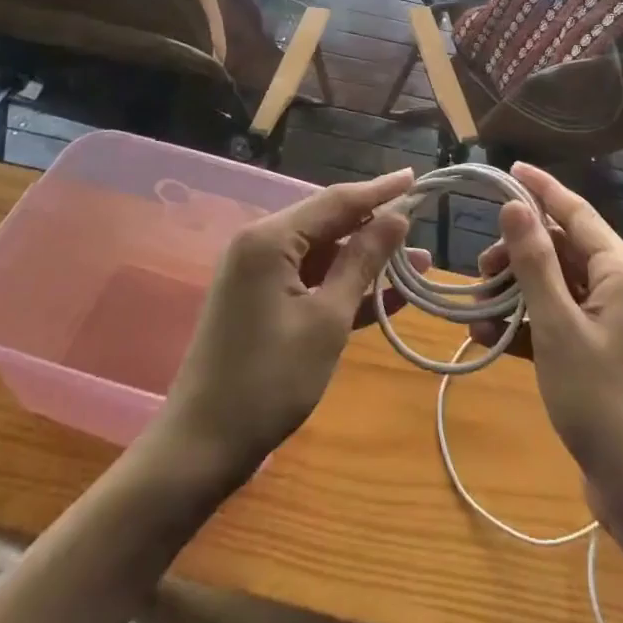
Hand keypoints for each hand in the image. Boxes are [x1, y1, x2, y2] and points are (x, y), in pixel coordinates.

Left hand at [162, 169, 425, 474]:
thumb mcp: (326, 319)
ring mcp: (258, 274)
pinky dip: (342, 286)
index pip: (336, 200)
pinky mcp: (260, 301)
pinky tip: (385, 297)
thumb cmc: (269, 380)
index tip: (415, 176)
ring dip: (365, 261)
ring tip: (416, 265)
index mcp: (270, 238)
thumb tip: (396, 218)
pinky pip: (309, 280)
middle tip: (421, 226)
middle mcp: (260, 244)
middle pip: (328, 223)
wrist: (201, 447)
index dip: (379, 190)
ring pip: (322, 254)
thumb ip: (362, 262)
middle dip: (376, 227)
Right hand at [473, 163, 622, 518]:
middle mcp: (619, 285)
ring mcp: (611, 320)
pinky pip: (557, 319)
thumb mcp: (558, 326)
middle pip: (561, 249)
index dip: (540, 188)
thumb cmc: (602, 400)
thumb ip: (534, 262)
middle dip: (517, 255)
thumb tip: (515, 205)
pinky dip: (526, 324)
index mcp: (620, 269)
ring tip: (476, 313)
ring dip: (515, 294)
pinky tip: (489, 337)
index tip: (508, 168)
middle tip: (478, 271)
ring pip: (555, 285)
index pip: (575, 211)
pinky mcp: (599, 350)